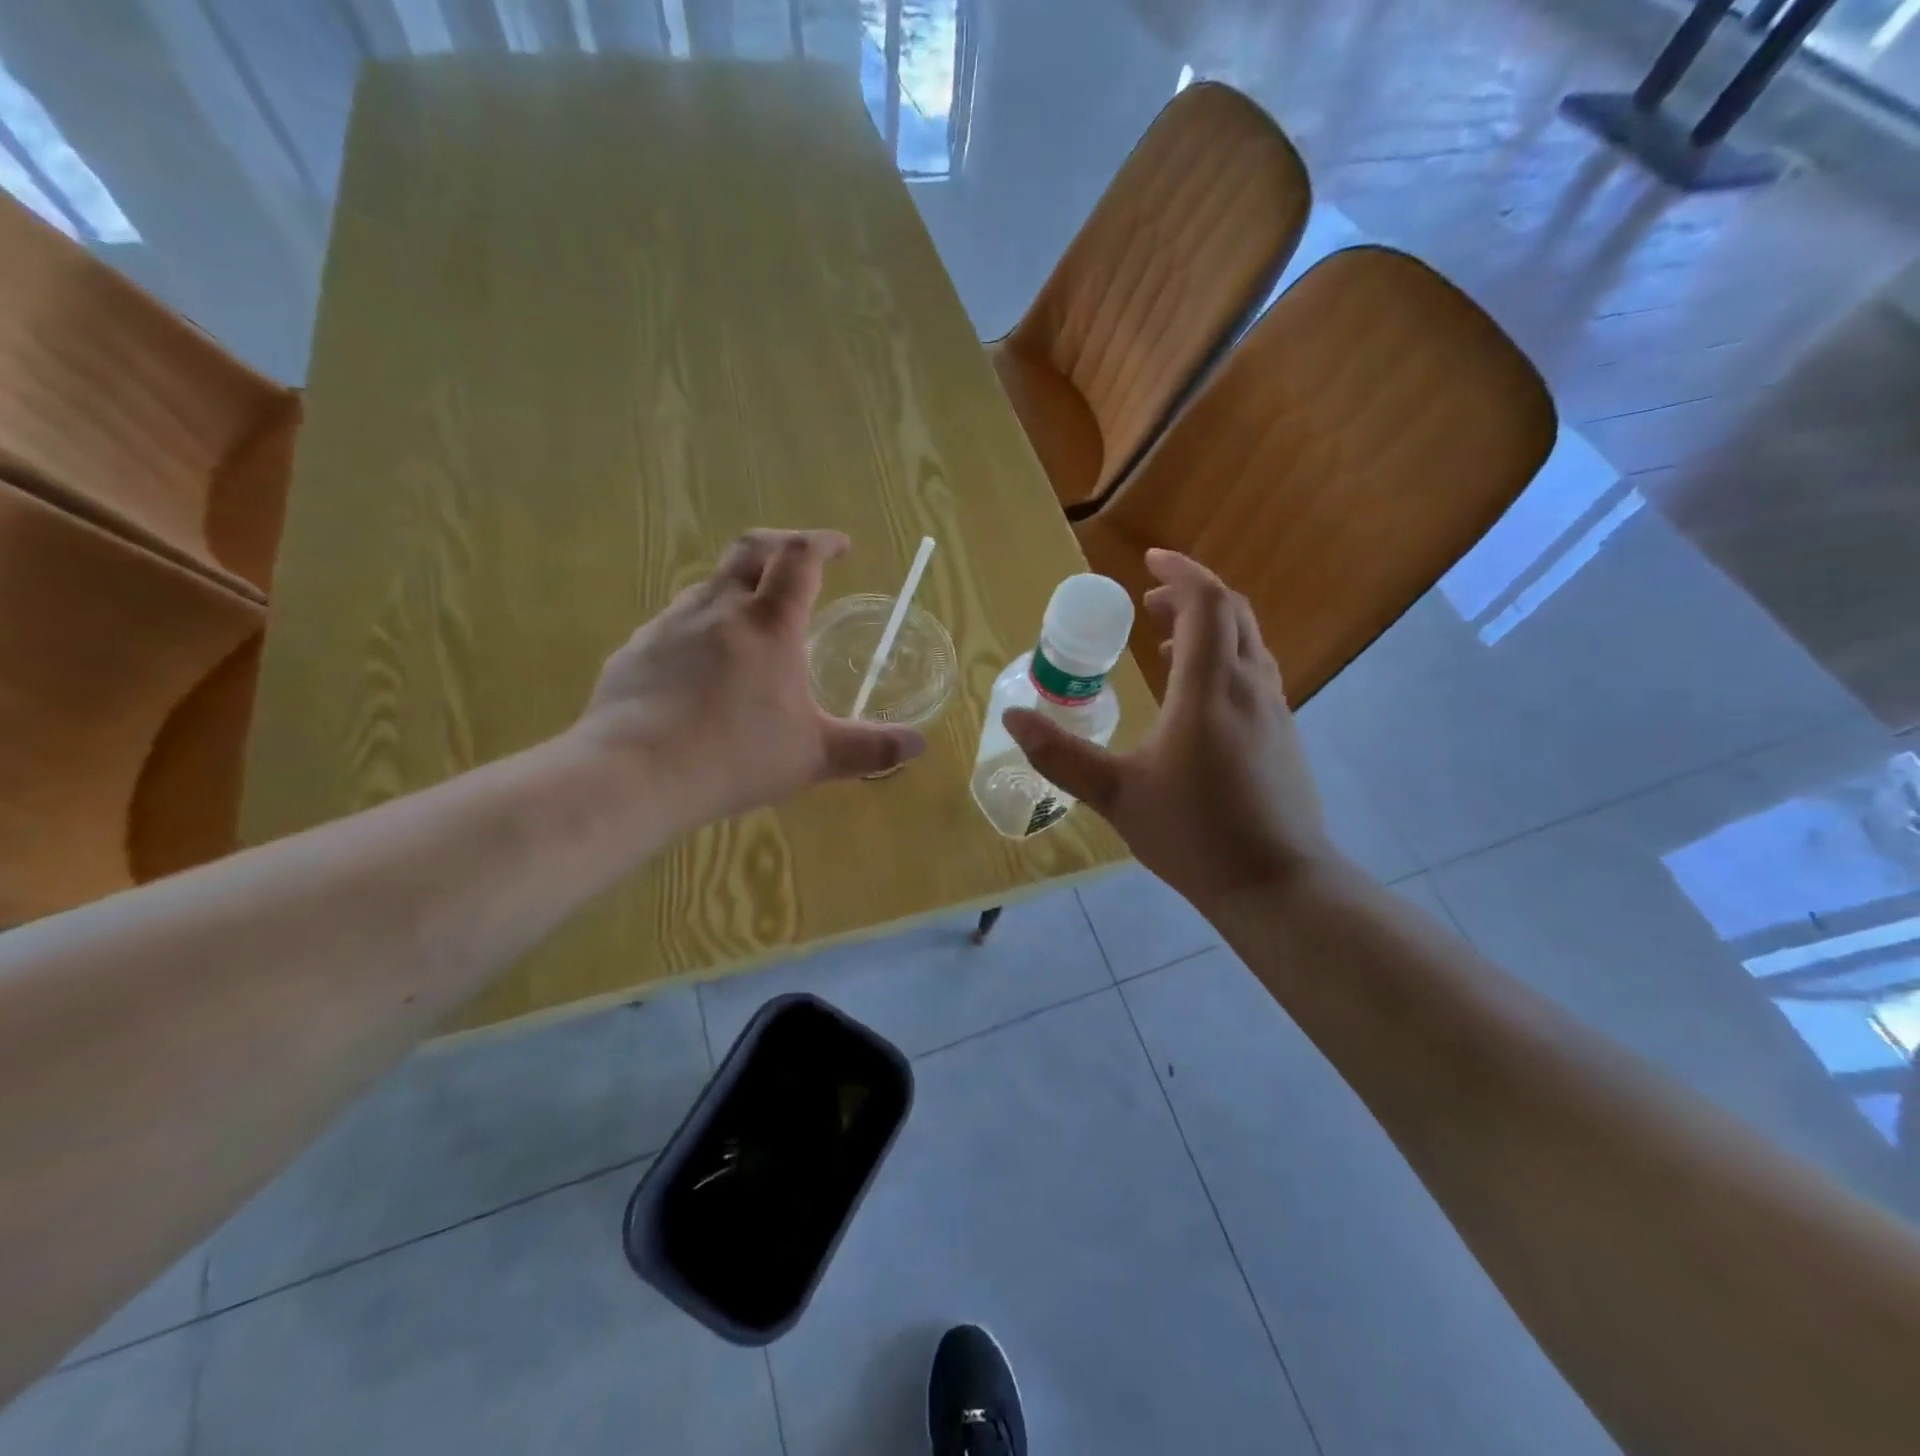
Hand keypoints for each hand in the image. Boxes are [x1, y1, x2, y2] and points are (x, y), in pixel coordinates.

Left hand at [570, 529, 923, 823]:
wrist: (634, 775)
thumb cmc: (735, 757)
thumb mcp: (814, 757)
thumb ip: (869, 748)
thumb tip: (917, 746)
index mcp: (769, 623)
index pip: (801, 557)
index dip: (824, 542)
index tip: (842, 546)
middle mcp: (718, 608)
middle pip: (750, 549)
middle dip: (781, 545)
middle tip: (800, 561)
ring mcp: (670, 625)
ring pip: (710, 585)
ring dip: (738, 587)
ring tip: (752, 620)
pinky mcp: (636, 651)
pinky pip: (675, 623)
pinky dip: (700, 626)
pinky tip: (700, 667)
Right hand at [1003, 550, 1336, 913]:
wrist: (1276, 884)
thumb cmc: (1193, 835)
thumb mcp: (1116, 795)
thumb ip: (1061, 755)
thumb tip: (1011, 719)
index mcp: (1209, 690)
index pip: (1206, 604)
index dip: (1180, 573)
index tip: (1148, 561)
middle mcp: (1249, 687)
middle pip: (1232, 613)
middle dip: (1191, 595)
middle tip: (1149, 601)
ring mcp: (1273, 710)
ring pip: (1247, 643)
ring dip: (1209, 627)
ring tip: (1164, 643)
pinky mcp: (1282, 734)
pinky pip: (1253, 672)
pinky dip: (1223, 659)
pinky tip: (1195, 697)